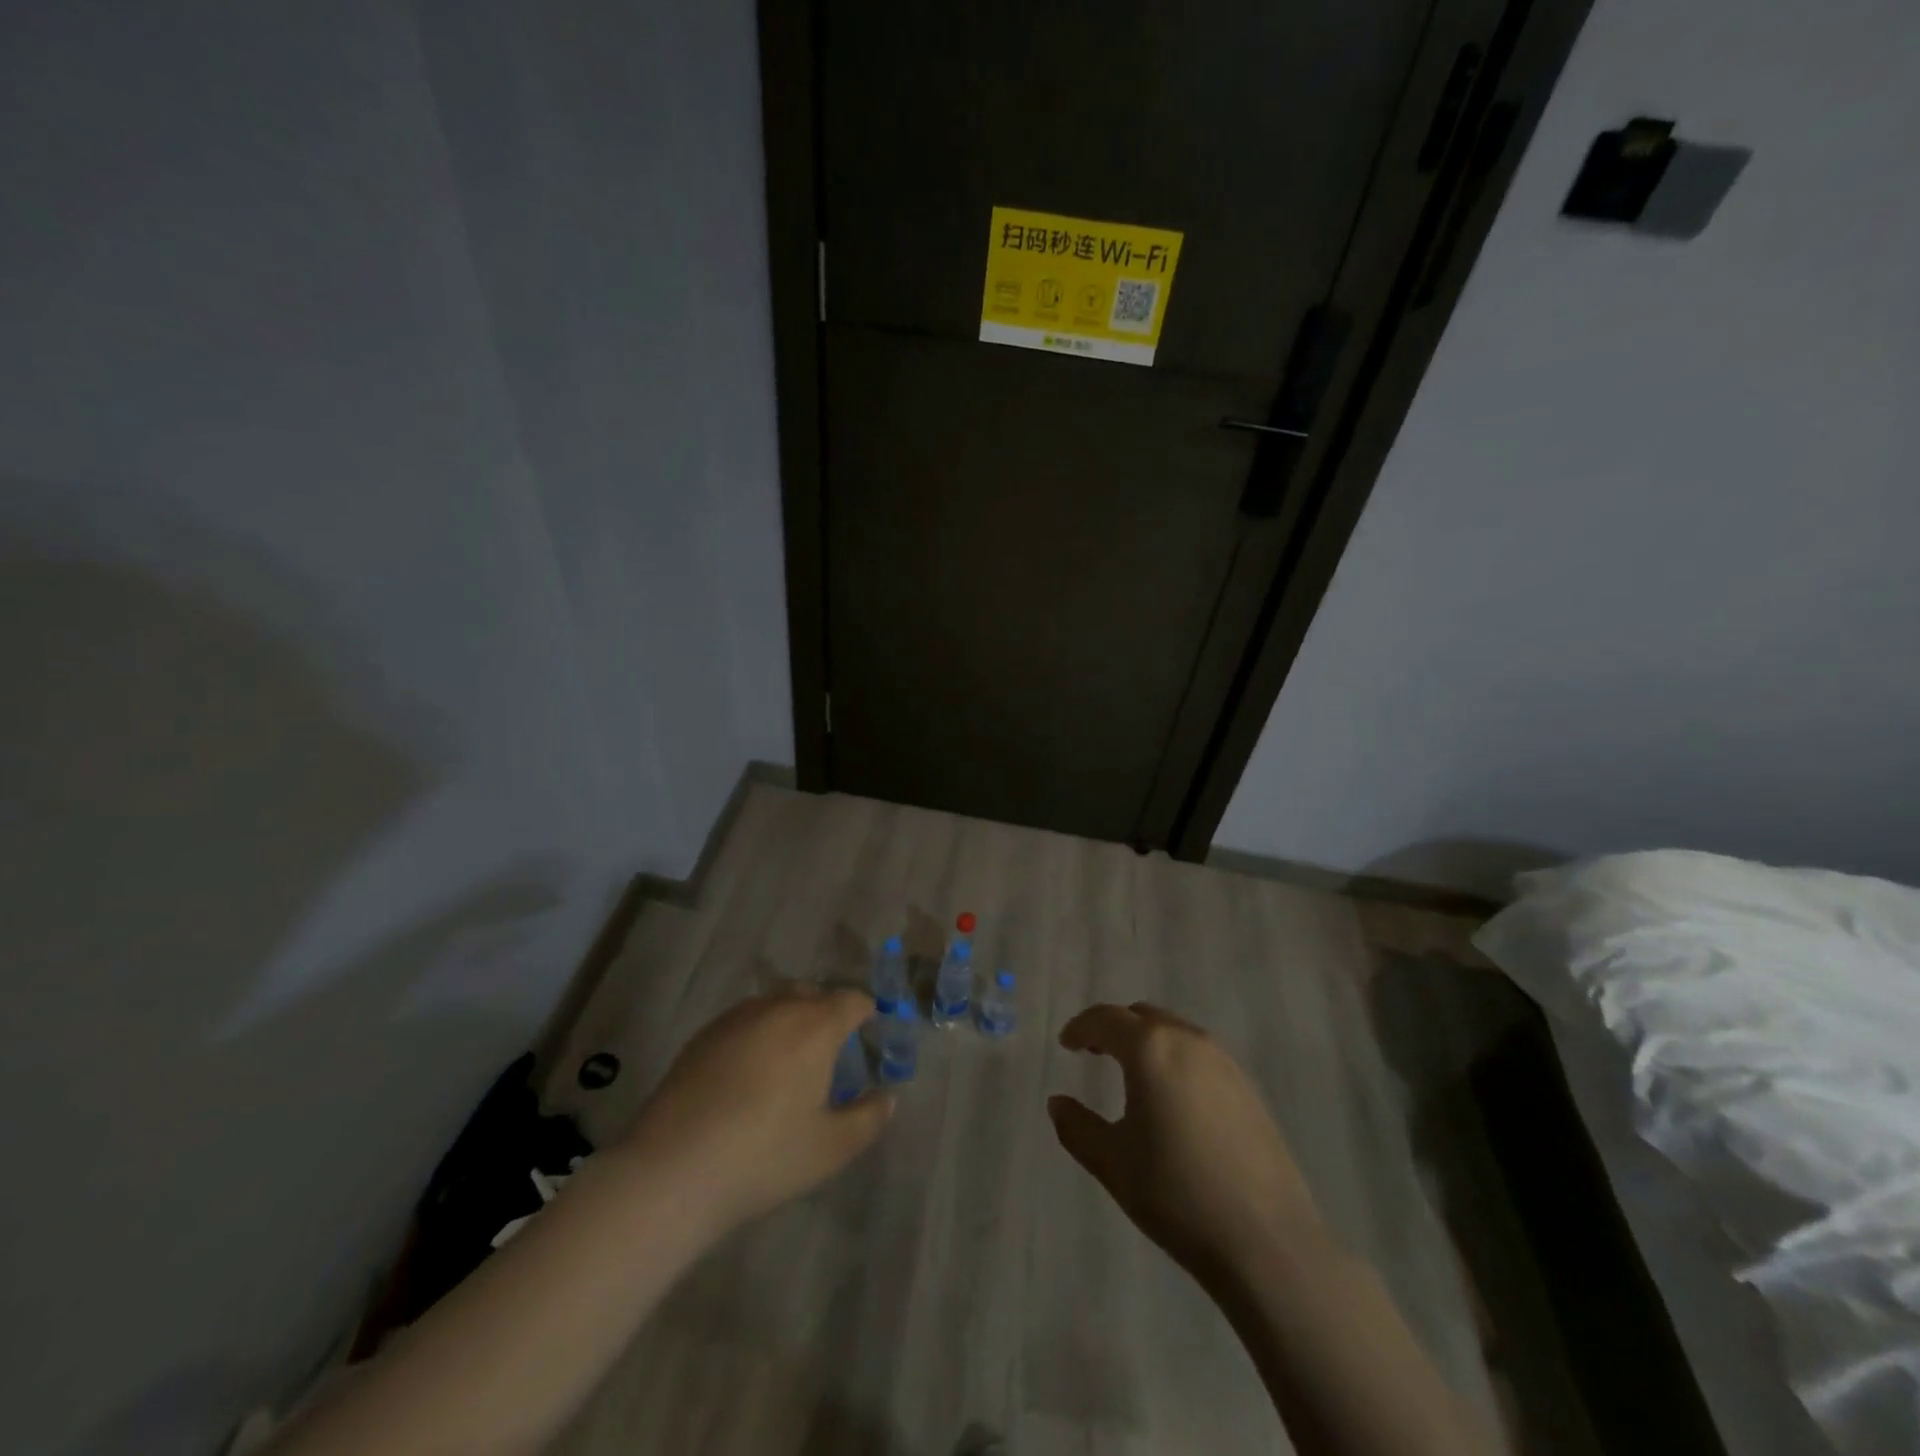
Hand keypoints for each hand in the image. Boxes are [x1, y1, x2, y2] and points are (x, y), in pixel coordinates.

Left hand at [621, 984, 891, 1229]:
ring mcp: (735, 1019)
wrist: (673, 1170)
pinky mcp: (702, 1036)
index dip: (866, 1011)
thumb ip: (868, 1118)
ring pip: (774, 1003)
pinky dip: (758, 1032)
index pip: (851, 1000)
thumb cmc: (765, 1156)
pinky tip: (749, 1072)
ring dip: (790, 1019)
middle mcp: (777, 1009)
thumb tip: (887, 1097)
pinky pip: (744, 1020)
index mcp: (815, 1026)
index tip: (870, 1031)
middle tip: (831, 1050)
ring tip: (789, 1059)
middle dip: (827, 1012)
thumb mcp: (831, 1148)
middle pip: (812, 994)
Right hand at [1048, 1002, 1322, 1290]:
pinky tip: (1172, 1098)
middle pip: (1143, 1016)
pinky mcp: (1249, 1088)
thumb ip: (1077, 1127)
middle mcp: (1189, 1041)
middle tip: (1094, 1052)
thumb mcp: (1113, 1163)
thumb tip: (1058, 1103)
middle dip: (1114, 1028)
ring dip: (1147, 1042)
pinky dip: (1175, 1059)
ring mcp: (1225, 1062)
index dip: (1081, 1027)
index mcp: (1151, 1049)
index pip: (1106, 1019)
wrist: (1267, 1242)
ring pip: (1175, 1032)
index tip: (1066, 1044)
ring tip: (1132, 1074)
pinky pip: (1200, 1055)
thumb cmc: (1177, 1195)